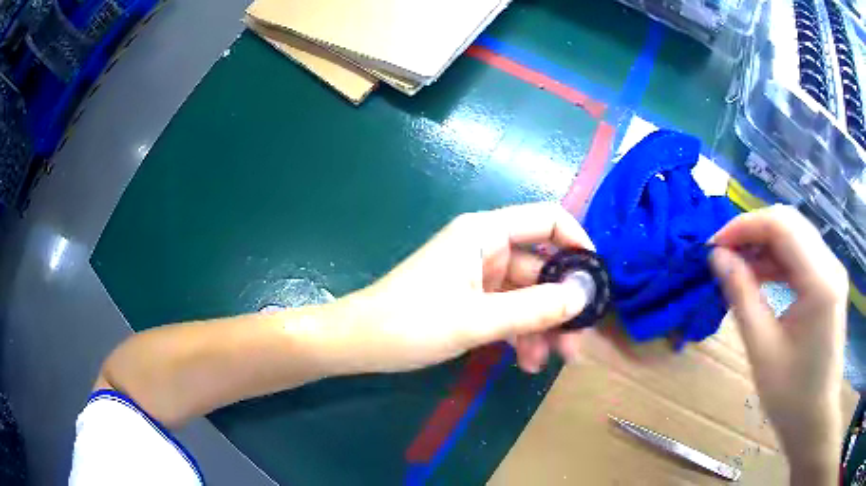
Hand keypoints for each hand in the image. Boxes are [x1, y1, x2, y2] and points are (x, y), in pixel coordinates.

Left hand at [328, 203, 593, 374]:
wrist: (358, 344)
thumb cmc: (409, 324)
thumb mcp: (476, 320)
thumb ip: (533, 309)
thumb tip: (584, 297)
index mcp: (485, 233)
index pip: (548, 221)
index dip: (578, 244)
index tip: (597, 283)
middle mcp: (486, 248)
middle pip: (542, 268)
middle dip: (561, 305)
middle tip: (576, 345)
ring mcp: (479, 276)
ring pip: (528, 296)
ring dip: (542, 328)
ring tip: (546, 364)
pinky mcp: (471, 300)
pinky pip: (509, 312)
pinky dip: (520, 335)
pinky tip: (525, 363)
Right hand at [710, 205, 847, 480]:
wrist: (815, 420)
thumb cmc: (791, 397)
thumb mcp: (762, 350)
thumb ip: (742, 297)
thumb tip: (717, 258)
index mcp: (820, 281)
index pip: (782, 227)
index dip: (745, 226)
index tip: (715, 244)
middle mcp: (831, 266)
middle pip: (790, 224)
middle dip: (753, 231)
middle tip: (724, 253)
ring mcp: (832, 272)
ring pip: (795, 236)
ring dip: (765, 245)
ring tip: (738, 266)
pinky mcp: (829, 283)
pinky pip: (801, 256)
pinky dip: (778, 260)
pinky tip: (761, 276)